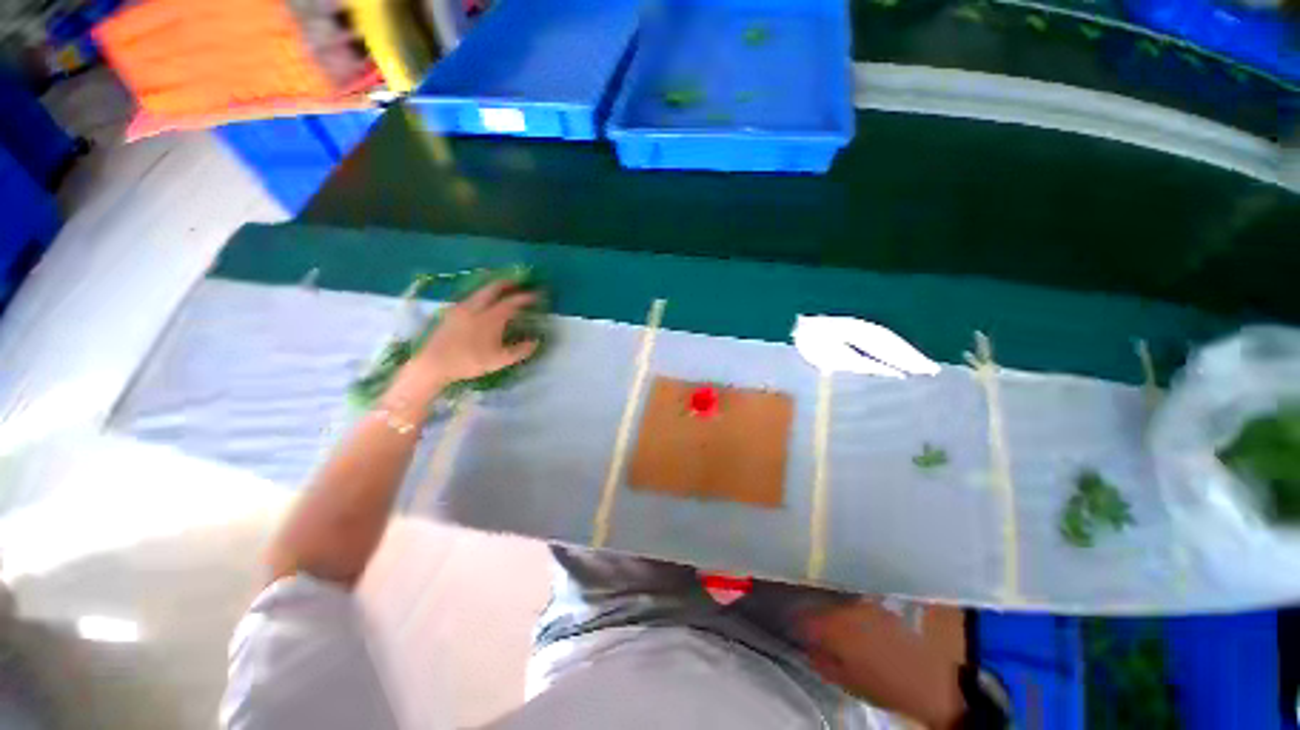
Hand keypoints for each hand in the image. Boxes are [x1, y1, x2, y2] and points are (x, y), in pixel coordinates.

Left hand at [386, 280, 538, 404]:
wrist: (434, 364)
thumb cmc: (469, 362)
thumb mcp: (500, 360)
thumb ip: (520, 350)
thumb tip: (535, 342)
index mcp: (490, 318)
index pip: (511, 302)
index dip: (524, 297)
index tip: (535, 295)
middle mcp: (476, 308)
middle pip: (493, 288)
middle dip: (507, 283)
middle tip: (518, 283)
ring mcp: (461, 308)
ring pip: (480, 291)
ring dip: (493, 288)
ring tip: (502, 290)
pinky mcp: (451, 313)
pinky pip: (471, 297)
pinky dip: (481, 295)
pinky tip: (482, 302)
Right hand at [798, 601, 965, 728]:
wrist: (932, 681)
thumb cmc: (885, 686)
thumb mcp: (847, 681)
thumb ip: (821, 661)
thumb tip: (806, 647)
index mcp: (835, 627)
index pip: (804, 618)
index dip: (795, 623)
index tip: (791, 629)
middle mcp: (846, 608)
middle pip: (820, 607)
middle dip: (814, 617)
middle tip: (811, 631)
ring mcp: (864, 604)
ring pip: (838, 604)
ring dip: (831, 613)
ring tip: (833, 629)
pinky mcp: (880, 606)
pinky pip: (854, 606)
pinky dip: (848, 613)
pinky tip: (854, 627)